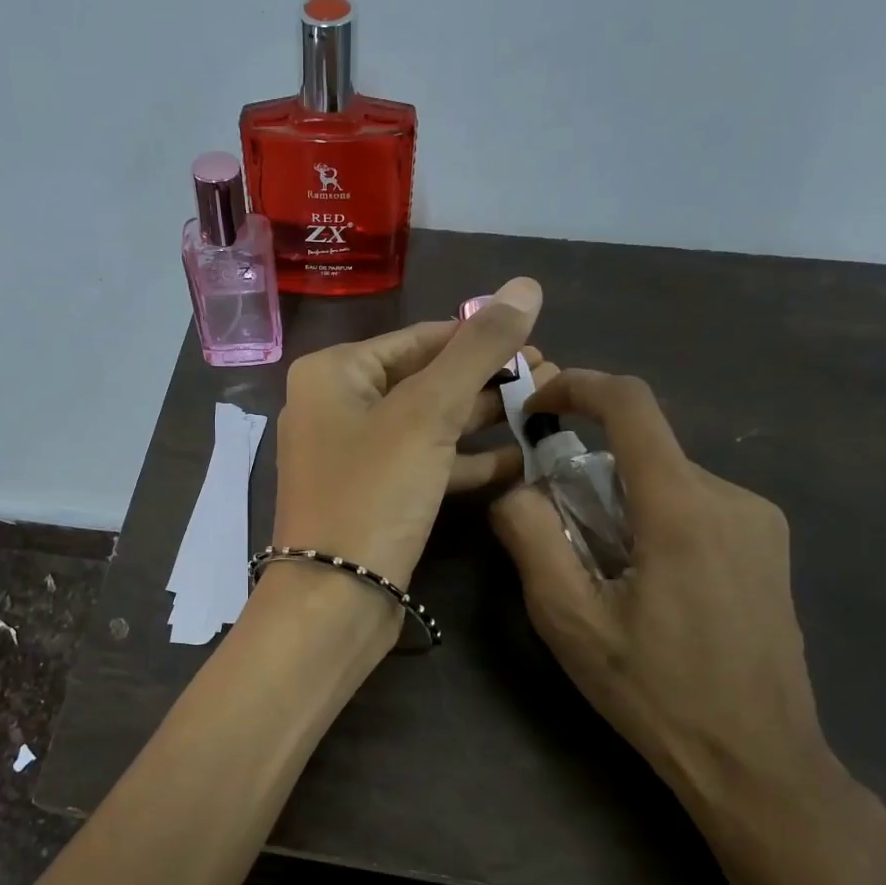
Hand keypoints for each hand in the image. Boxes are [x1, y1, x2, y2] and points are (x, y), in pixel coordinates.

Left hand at [272, 276, 543, 592]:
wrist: (334, 600)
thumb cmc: (372, 494)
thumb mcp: (427, 413)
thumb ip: (477, 349)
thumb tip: (525, 283)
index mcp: (334, 373)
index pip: (418, 338)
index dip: (479, 336)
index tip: (537, 339)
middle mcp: (336, 408)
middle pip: (424, 379)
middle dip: (486, 379)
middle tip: (552, 375)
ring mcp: (353, 456)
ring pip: (428, 424)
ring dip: (483, 419)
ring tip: (546, 408)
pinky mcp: (373, 497)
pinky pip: (424, 465)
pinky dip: (466, 462)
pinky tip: (520, 461)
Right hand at [489, 368, 885, 884]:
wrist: (757, 760)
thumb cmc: (654, 691)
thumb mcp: (569, 620)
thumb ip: (531, 539)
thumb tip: (516, 489)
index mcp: (682, 508)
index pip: (631, 405)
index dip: (577, 386)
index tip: (535, 404)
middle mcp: (730, 497)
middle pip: (641, 451)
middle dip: (586, 474)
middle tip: (556, 534)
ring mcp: (758, 522)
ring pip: (666, 481)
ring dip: (618, 504)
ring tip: (601, 574)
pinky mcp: (767, 547)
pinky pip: (694, 506)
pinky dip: (652, 520)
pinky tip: (645, 585)